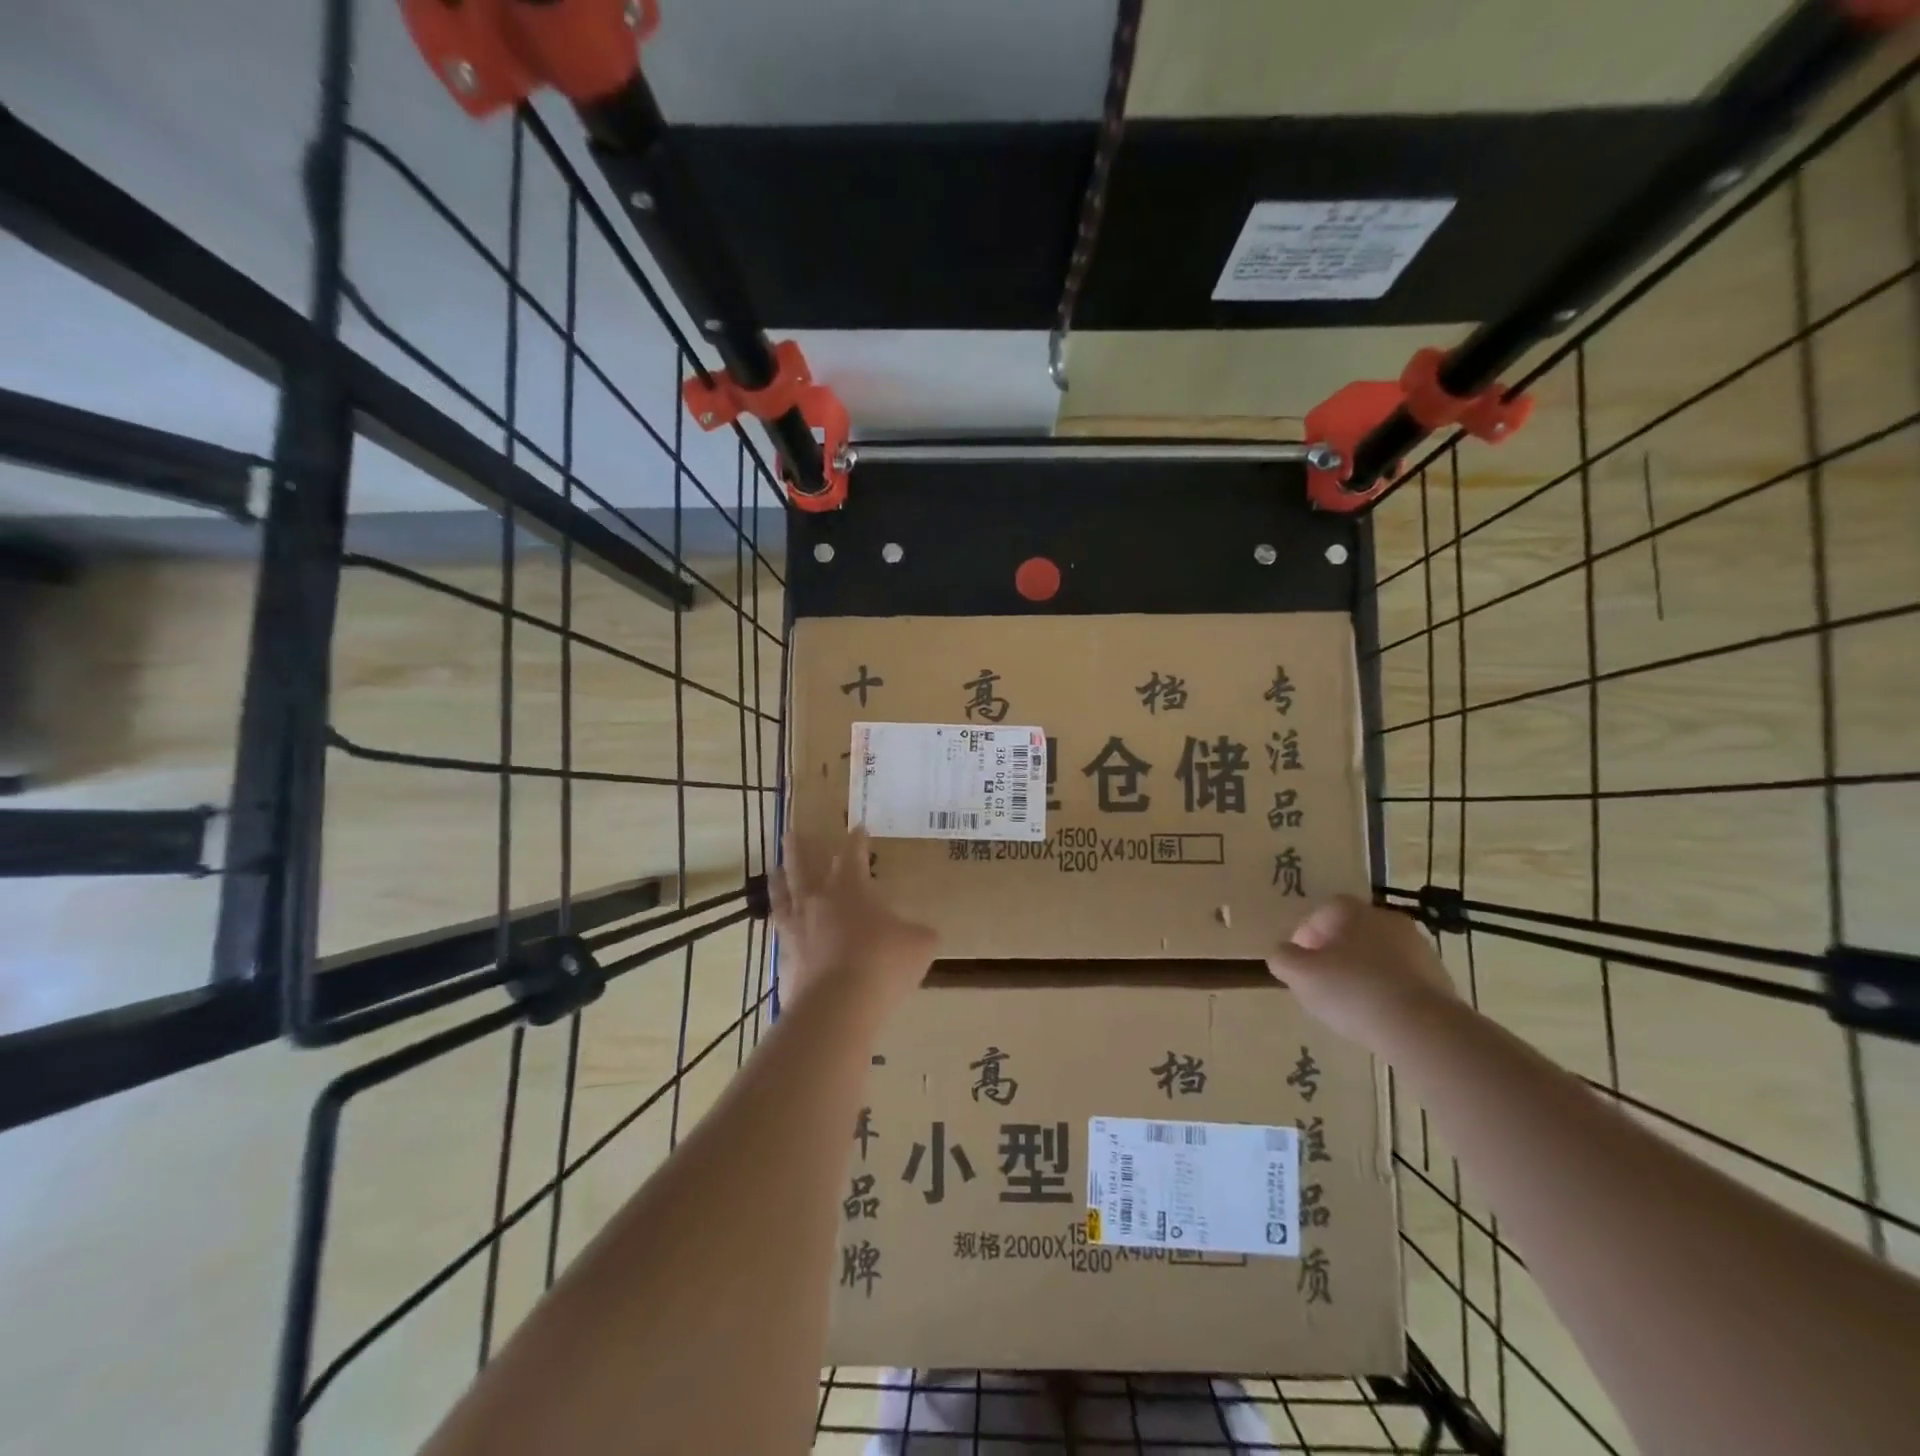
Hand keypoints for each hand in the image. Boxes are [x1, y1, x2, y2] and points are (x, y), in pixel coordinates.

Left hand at [769, 827, 936, 1008]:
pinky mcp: (785, 958)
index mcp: (851, 888)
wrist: (838, 1006)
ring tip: (776, 869)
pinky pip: (780, 931)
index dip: (857, 840)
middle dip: (801, 849)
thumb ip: (919, 933)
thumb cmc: (883, 963)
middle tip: (792, 833)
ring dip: (780, 879)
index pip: (853, 855)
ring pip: (783, 894)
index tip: (858, 827)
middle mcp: (818, 901)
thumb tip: (919, 934)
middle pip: (804, 866)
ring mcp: (796, 929)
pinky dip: (780, 922)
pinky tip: (781, 924)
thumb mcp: (920, 944)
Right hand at [1267, 895, 1457, 1047]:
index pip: (1321, 913)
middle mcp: (1386, 918)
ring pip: (1378, 954)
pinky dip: (1387, 988)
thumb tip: (1285, 953)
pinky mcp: (1440, 977)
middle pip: (1351, 932)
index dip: (1305, 937)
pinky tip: (1379, 1013)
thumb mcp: (1299, 975)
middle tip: (1322, 982)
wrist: (1423, 1029)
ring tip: (1351, 1003)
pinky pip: (1401, 977)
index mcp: (1352, 911)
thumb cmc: (1352, 991)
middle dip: (1335, 953)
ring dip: (1363, 970)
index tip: (1300, 965)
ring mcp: (1418, 947)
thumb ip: (1282, 958)